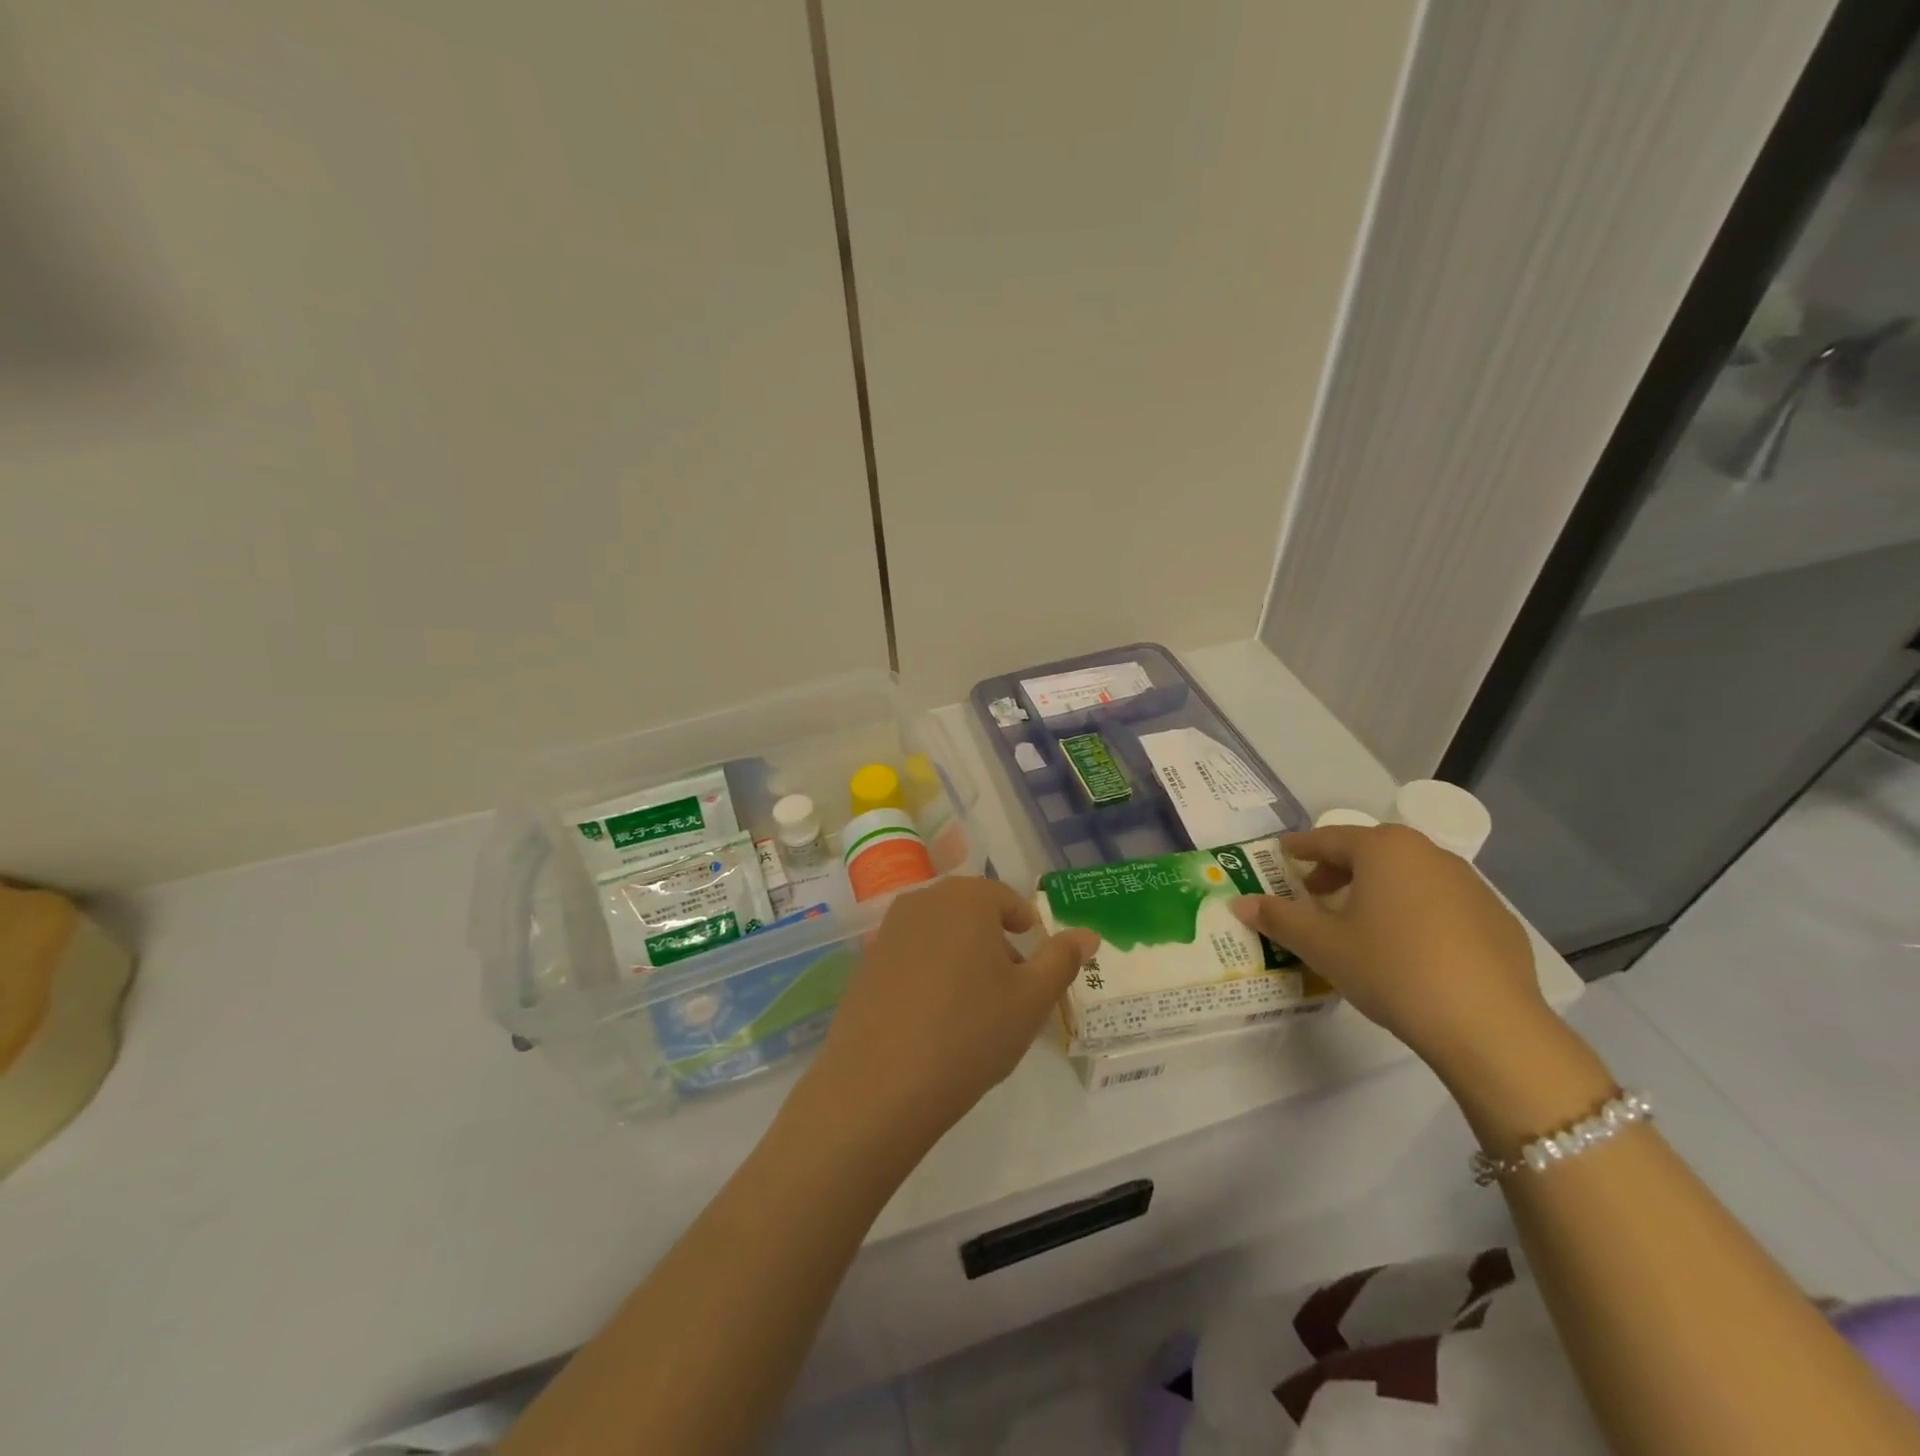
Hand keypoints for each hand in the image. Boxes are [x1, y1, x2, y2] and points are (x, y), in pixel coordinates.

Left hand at [799, 876, 1097, 1156]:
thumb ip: (1062, 959)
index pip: (1007, 900)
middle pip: (971, 913)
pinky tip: (934, 1020)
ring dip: (963, 958)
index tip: (1036, 966)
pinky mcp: (866, 963)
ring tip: (976, 1010)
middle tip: (1011, 991)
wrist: (880, 1084)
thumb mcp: (1032, 1000)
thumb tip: (1089, 933)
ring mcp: (888, 930)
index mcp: (966, 897)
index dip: (1027, 929)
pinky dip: (930, 975)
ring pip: (941, 934)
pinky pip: (911, 957)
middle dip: (996, 944)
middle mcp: (923, 901)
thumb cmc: (970, 1032)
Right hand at [1231, 824, 1549, 1079]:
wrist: (1489, 1026)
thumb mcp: (1322, 945)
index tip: (1283, 853)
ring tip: (1360, 922)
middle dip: (1339, 868)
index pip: (1329, 838)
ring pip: (1409, 875)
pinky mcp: (1497, 919)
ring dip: (1379, 888)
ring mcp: (1470, 885)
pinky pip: (1442, 902)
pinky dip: (1416, 911)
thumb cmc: (1391, 969)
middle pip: (1372, 851)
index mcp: (1383, 850)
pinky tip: (1410, 948)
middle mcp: (1428, 854)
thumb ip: (1278, 919)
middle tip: (1315, 893)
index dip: (1301, 847)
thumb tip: (1239, 903)